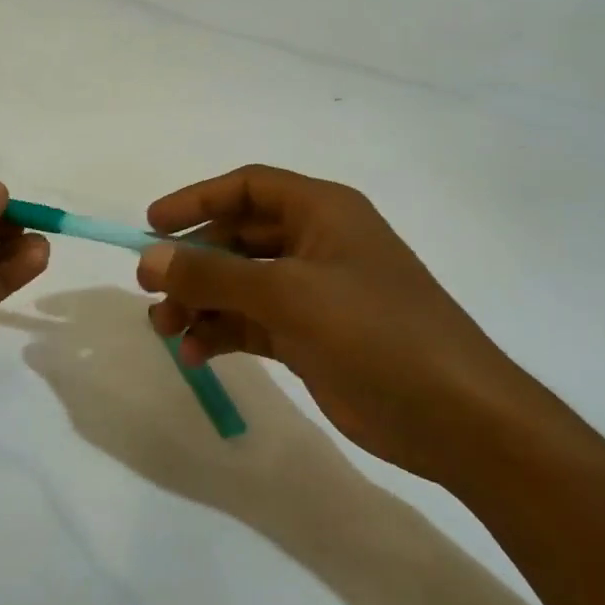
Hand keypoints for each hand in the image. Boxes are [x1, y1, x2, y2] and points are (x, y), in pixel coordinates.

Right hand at [138, 165, 552, 485]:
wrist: (455, 417)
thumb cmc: (376, 332)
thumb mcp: (289, 294)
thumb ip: (214, 274)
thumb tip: (148, 259)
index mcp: (322, 212)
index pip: (248, 187)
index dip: (197, 200)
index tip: (151, 225)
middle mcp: (315, 244)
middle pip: (236, 237)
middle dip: (191, 262)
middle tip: (150, 288)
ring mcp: (313, 293)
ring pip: (238, 284)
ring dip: (198, 302)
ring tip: (165, 329)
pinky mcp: (309, 336)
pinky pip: (249, 322)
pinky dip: (219, 333)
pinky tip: (195, 354)